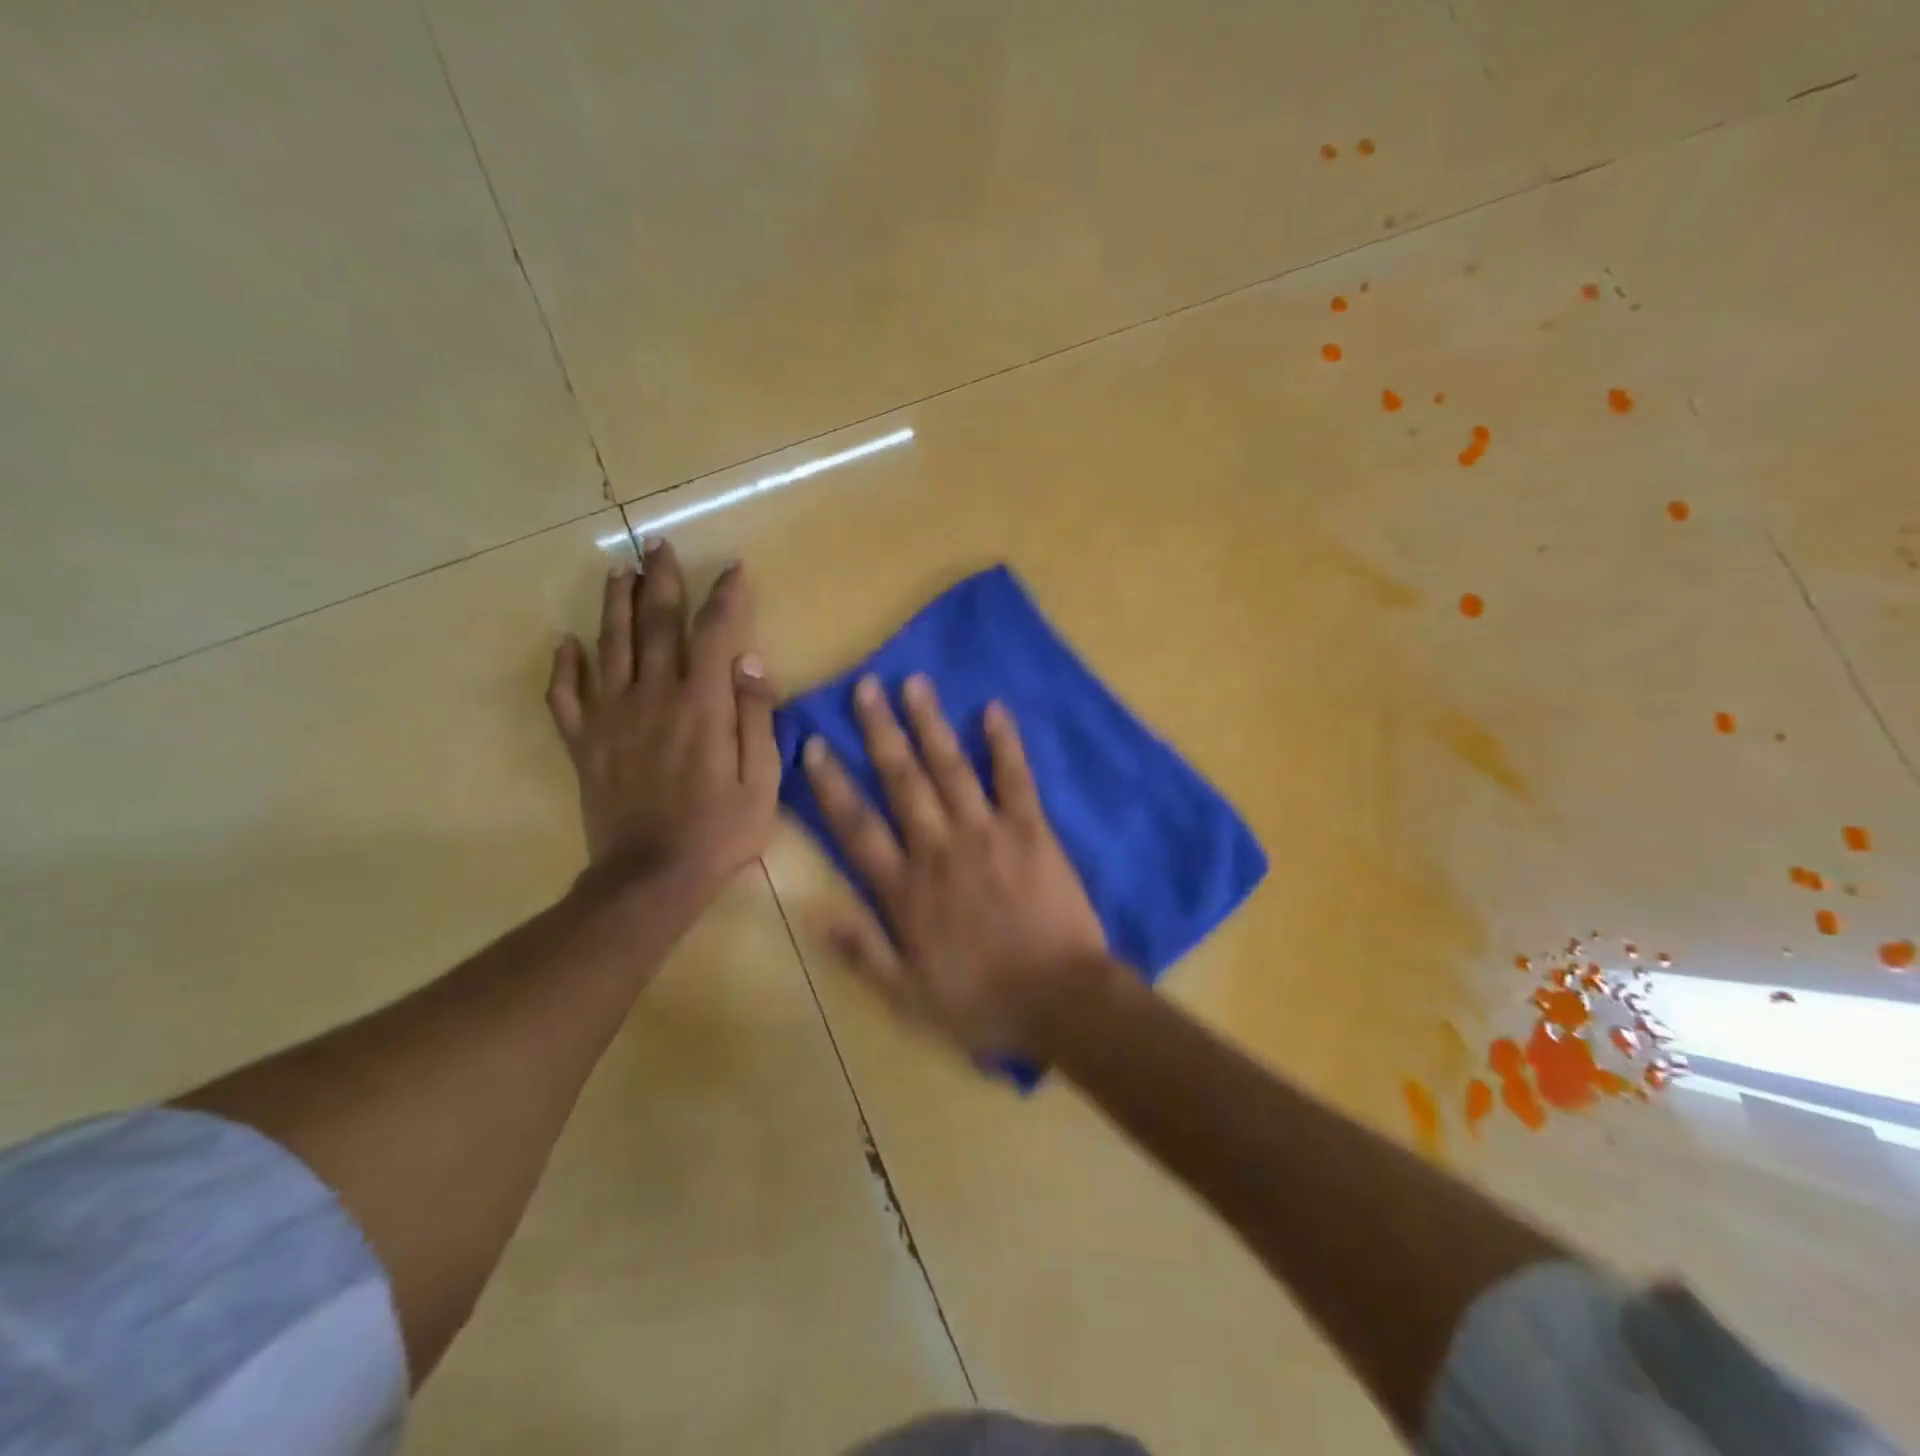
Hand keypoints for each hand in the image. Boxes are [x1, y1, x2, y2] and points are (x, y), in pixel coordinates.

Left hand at [546, 540, 779, 898]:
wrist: (651, 878)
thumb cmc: (719, 831)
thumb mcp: (762, 780)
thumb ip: (756, 717)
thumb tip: (751, 662)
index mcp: (702, 704)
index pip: (715, 632)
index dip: (726, 596)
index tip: (734, 569)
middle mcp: (653, 696)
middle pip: (655, 624)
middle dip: (661, 581)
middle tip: (660, 547)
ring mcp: (612, 717)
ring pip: (608, 646)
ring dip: (614, 604)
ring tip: (619, 571)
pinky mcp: (585, 743)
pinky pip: (566, 696)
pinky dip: (564, 667)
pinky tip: (566, 644)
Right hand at [802, 673, 1109, 1058]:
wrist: (1059, 1001)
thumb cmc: (981, 1002)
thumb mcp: (907, 995)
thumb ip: (862, 950)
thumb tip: (816, 910)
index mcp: (906, 888)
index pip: (857, 826)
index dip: (832, 784)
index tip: (814, 745)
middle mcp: (939, 848)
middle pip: (902, 781)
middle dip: (880, 732)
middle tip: (866, 687)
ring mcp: (987, 834)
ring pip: (950, 768)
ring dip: (930, 724)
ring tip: (914, 684)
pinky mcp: (1031, 830)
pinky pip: (1015, 779)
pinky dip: (1004, 744)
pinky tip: (994, 710)